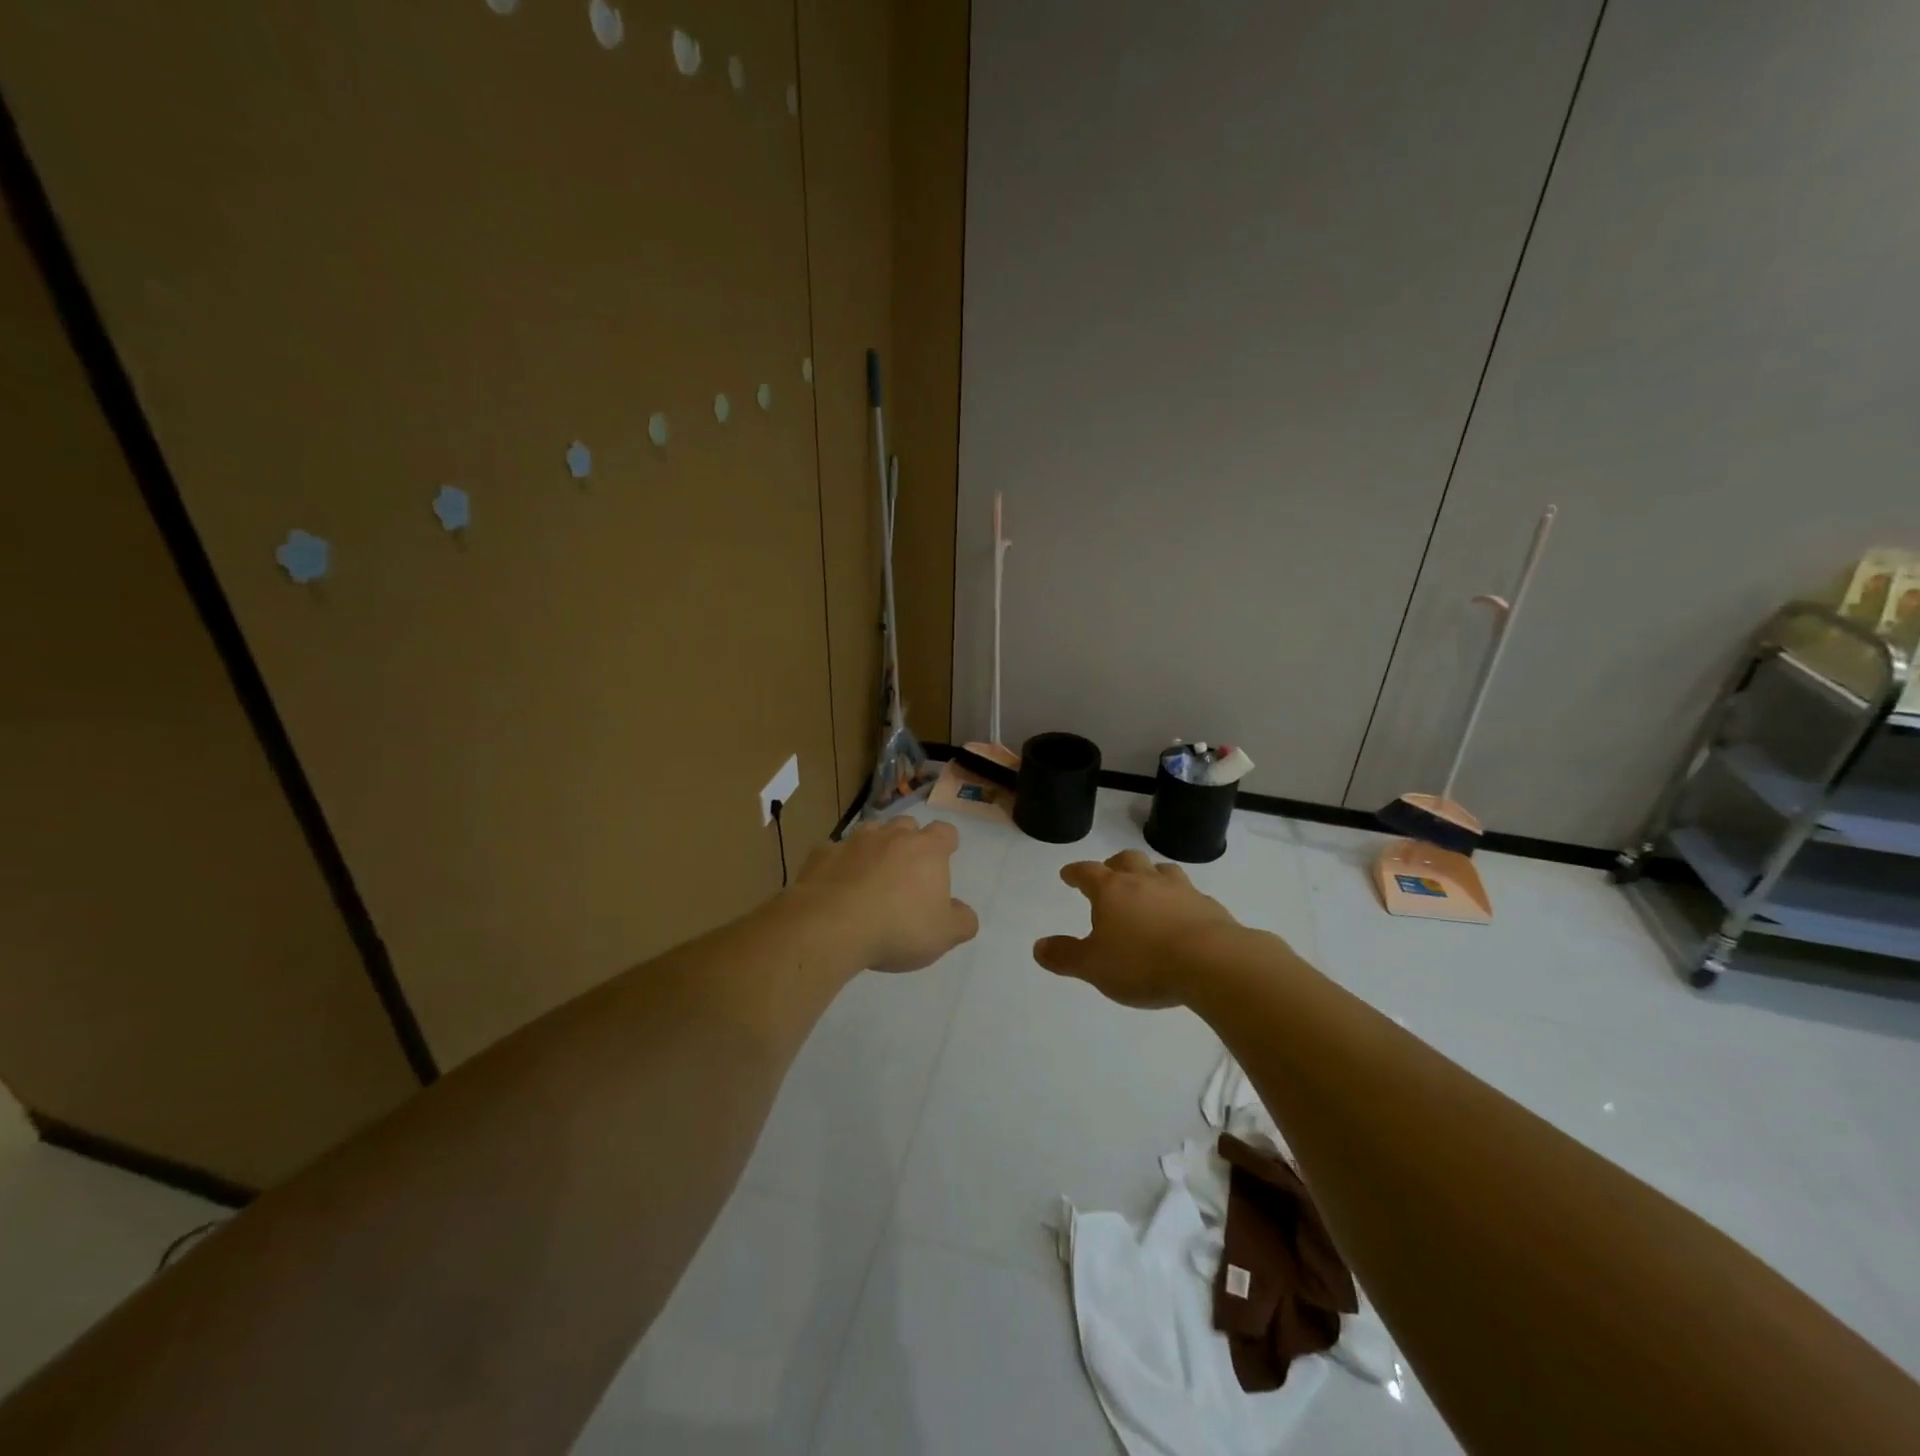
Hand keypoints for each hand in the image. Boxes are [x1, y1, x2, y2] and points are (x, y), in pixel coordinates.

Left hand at [791, 817, 979, 972]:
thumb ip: (962, 921)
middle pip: (906, 825)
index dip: (946, 842)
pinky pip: (834, 852)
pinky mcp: (822, 855)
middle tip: (907, 869)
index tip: (944, 857)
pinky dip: (839, 863)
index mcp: (927, 850)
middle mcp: (892, 836)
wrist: (831, 926)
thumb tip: (963, 912)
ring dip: (874, 846)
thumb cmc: (898, 928)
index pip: (945, 832)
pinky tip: (836, 884)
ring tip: (872, 872)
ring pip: (870, 832)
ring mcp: (853, 842)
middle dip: (909, 840)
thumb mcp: (943, 935)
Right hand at [1034, 849, 1241, 1007]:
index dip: (1075, 872)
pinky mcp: (1208, 906)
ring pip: (1162, 870)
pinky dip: (1180, 900)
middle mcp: (1144, 881)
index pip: (1087, 872)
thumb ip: (1065, 956)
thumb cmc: (1142, 963)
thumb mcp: (1093, 967)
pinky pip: (1190, 894)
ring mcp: (1180, 890)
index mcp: (1112, 890)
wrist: (1211, 963)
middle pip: (1127, 860)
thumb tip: (1038, 947)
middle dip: (1115, 864)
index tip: (1068, 875)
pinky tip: (1182, 915)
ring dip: (1151, 875)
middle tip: (1109, 875)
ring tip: (1148, 889)